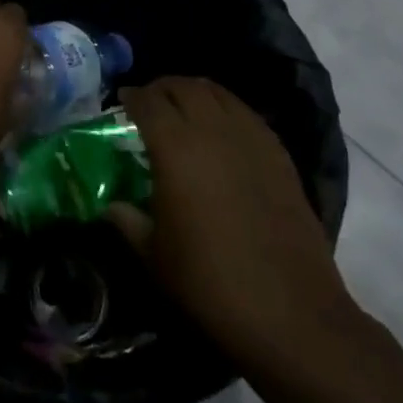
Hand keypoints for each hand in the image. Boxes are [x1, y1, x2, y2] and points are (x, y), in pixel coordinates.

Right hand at [110, 77, 355, 367]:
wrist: (291, 314)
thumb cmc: (210, 283)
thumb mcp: (154, 256)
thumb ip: (127, 221)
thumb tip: (110, 206)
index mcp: (175, 148)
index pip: (148, 101)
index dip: (131, 96)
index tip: (121, 101)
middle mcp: (213, 131)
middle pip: (185, 87)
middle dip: (162, 88)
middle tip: (149, 102)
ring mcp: (252, 141)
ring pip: (219, 94)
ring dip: (196, 93)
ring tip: (184, 109)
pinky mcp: (281, 158)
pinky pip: (247, 115)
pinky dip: (227, 111)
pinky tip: (222, 132)